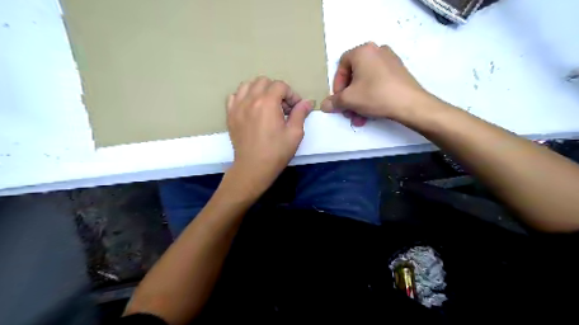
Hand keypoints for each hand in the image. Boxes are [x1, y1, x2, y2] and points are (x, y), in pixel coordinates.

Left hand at [224, 77, 311, 196]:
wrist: (253, 168)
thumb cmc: (276, 152)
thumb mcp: (294, 133)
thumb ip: (300, 113)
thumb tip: (307, 102)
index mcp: (267, 102)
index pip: (280, 85)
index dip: (291, 94)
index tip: (295, 108)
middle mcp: (250, 99)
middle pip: (264, 81)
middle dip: (276, 90)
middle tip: (282, 107)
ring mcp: (237, 106)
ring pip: (247, 85)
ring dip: (260, 90)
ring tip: (266, 105)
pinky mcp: (230, 115)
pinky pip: (234, 96)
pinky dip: (244, 97)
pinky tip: (251, 108)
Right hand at [321, 41, 428, 126]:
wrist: (410, 104)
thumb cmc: (375, 95)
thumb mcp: (349, 100)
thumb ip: (334, 102)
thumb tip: (324, 105)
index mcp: (363, 51)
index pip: (341, 65)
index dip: (337, 84)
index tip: (339, 100)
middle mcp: (377, 50)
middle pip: (354, 75)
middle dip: (348, 97)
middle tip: (348, 111)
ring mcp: (390, 60)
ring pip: (366, 82)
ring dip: (358, 101)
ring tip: (358, 118)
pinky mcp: (398, 72)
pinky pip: (377, 83)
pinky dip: (370, 96)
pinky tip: (370, 113)